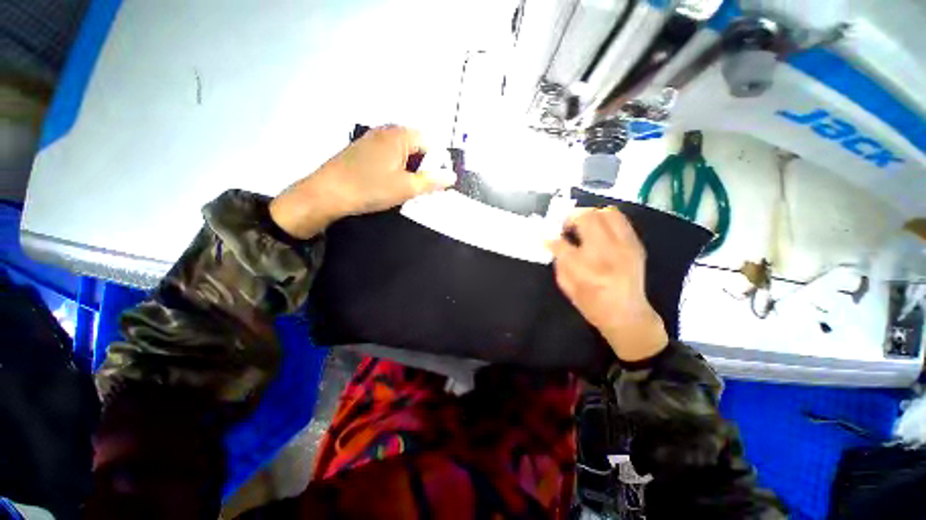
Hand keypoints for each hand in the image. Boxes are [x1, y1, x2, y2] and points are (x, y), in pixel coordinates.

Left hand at [270, 125, 456, 238]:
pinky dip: (395, 168)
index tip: (435, 183)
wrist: (327, 193)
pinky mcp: (363, 149)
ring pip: (402, 152)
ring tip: (406, 188)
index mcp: (399, 134)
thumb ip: (432, 181)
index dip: (437, 163)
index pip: (430, 143)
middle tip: (421, 188)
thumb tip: (452, 176)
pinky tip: (389, 183)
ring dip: (409, 169)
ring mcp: (372, 139)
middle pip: (416, 146)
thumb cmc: (370, 188)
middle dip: (423, 166)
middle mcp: (386, 130)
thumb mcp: (406, 187)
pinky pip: (389, 155)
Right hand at [546, 208, 667, 362]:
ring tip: (583, 225)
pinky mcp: (636, 244)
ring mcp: (625, 246)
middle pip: (587, 218)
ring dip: (590, 215)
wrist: (628, 315)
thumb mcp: (567, 287)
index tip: (546, 236)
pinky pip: (620, 220)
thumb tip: (553, 241)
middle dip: (570, 218)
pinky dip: (605, 219)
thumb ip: (559, 261)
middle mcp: (607, 253)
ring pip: (607, 213)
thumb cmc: (592, 305)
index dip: (550, 237)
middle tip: (565, 227)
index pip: (561, 243)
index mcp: (586, 270)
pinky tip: (598, 231)